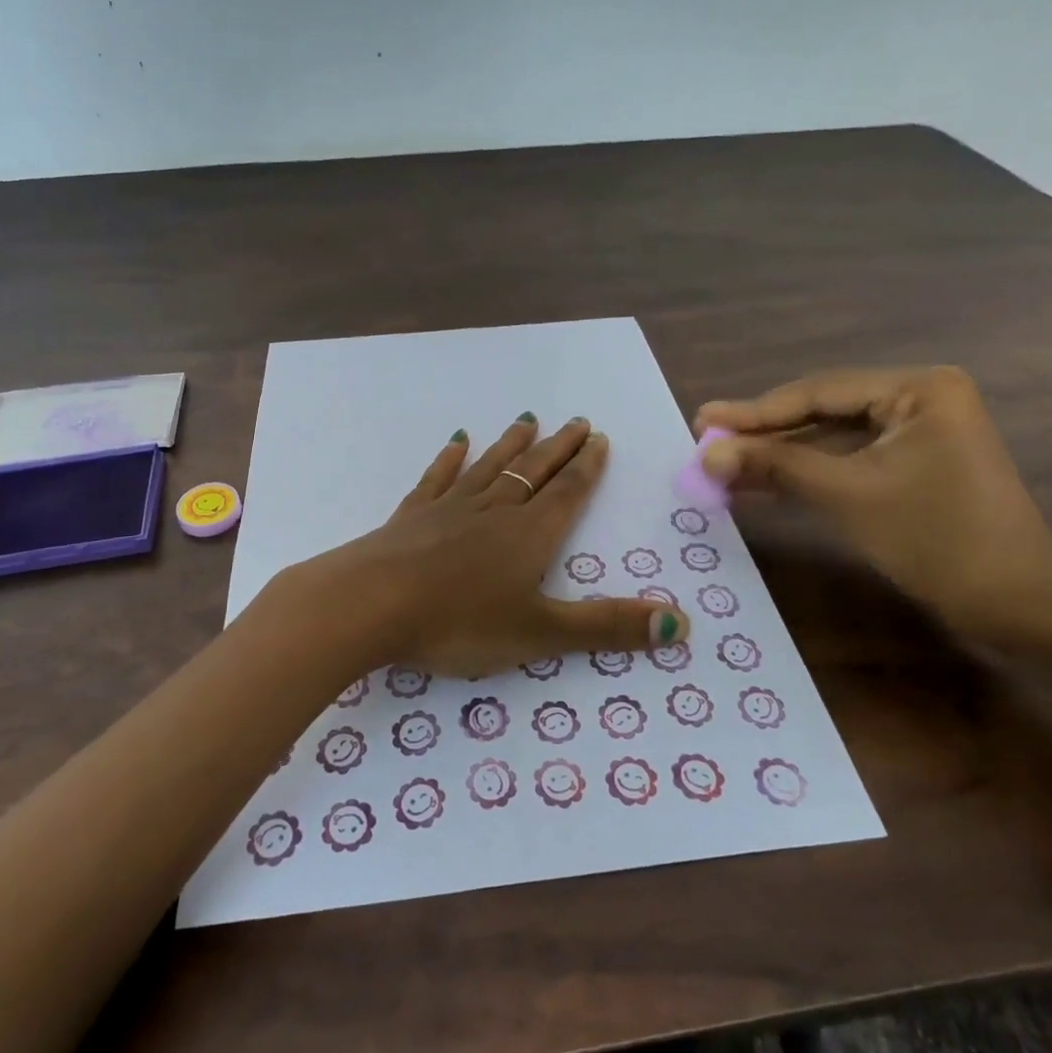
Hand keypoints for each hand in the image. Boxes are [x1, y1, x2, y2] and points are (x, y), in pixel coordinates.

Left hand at [279, 415, 689, 677]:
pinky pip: (438, 479)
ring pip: (489, 468)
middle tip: (577, 421)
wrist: (370, 603)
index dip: (586, 467)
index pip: (567, 493)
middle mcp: (494, 511)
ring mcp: (449, 509)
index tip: (598, 437)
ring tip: (527, 419)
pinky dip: (450, 459)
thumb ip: (607, 627)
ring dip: (511, 445)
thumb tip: (682, 625)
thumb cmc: (459, 621)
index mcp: (529, 535)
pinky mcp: (411, 516)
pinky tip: (457, 442)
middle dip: (558, 449)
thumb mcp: (540, 632)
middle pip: (533, 472)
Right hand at [695, 367, 1051, 645]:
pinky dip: (805, 473)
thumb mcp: (848, 495)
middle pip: (822, 411)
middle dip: (764, 432)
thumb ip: (775, 466)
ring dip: (779, 455)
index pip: (819, 392)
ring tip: (722, 464)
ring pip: (830, 438)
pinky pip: (847, 461)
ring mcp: (918, 434)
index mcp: (919, 388)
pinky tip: (759, 483)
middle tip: (705, 439)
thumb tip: (706, 454)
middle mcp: (920, 399)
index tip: (702, 420)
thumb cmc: (937, 539)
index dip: (755, 411)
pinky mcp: (913, 466)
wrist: (1017, 608)